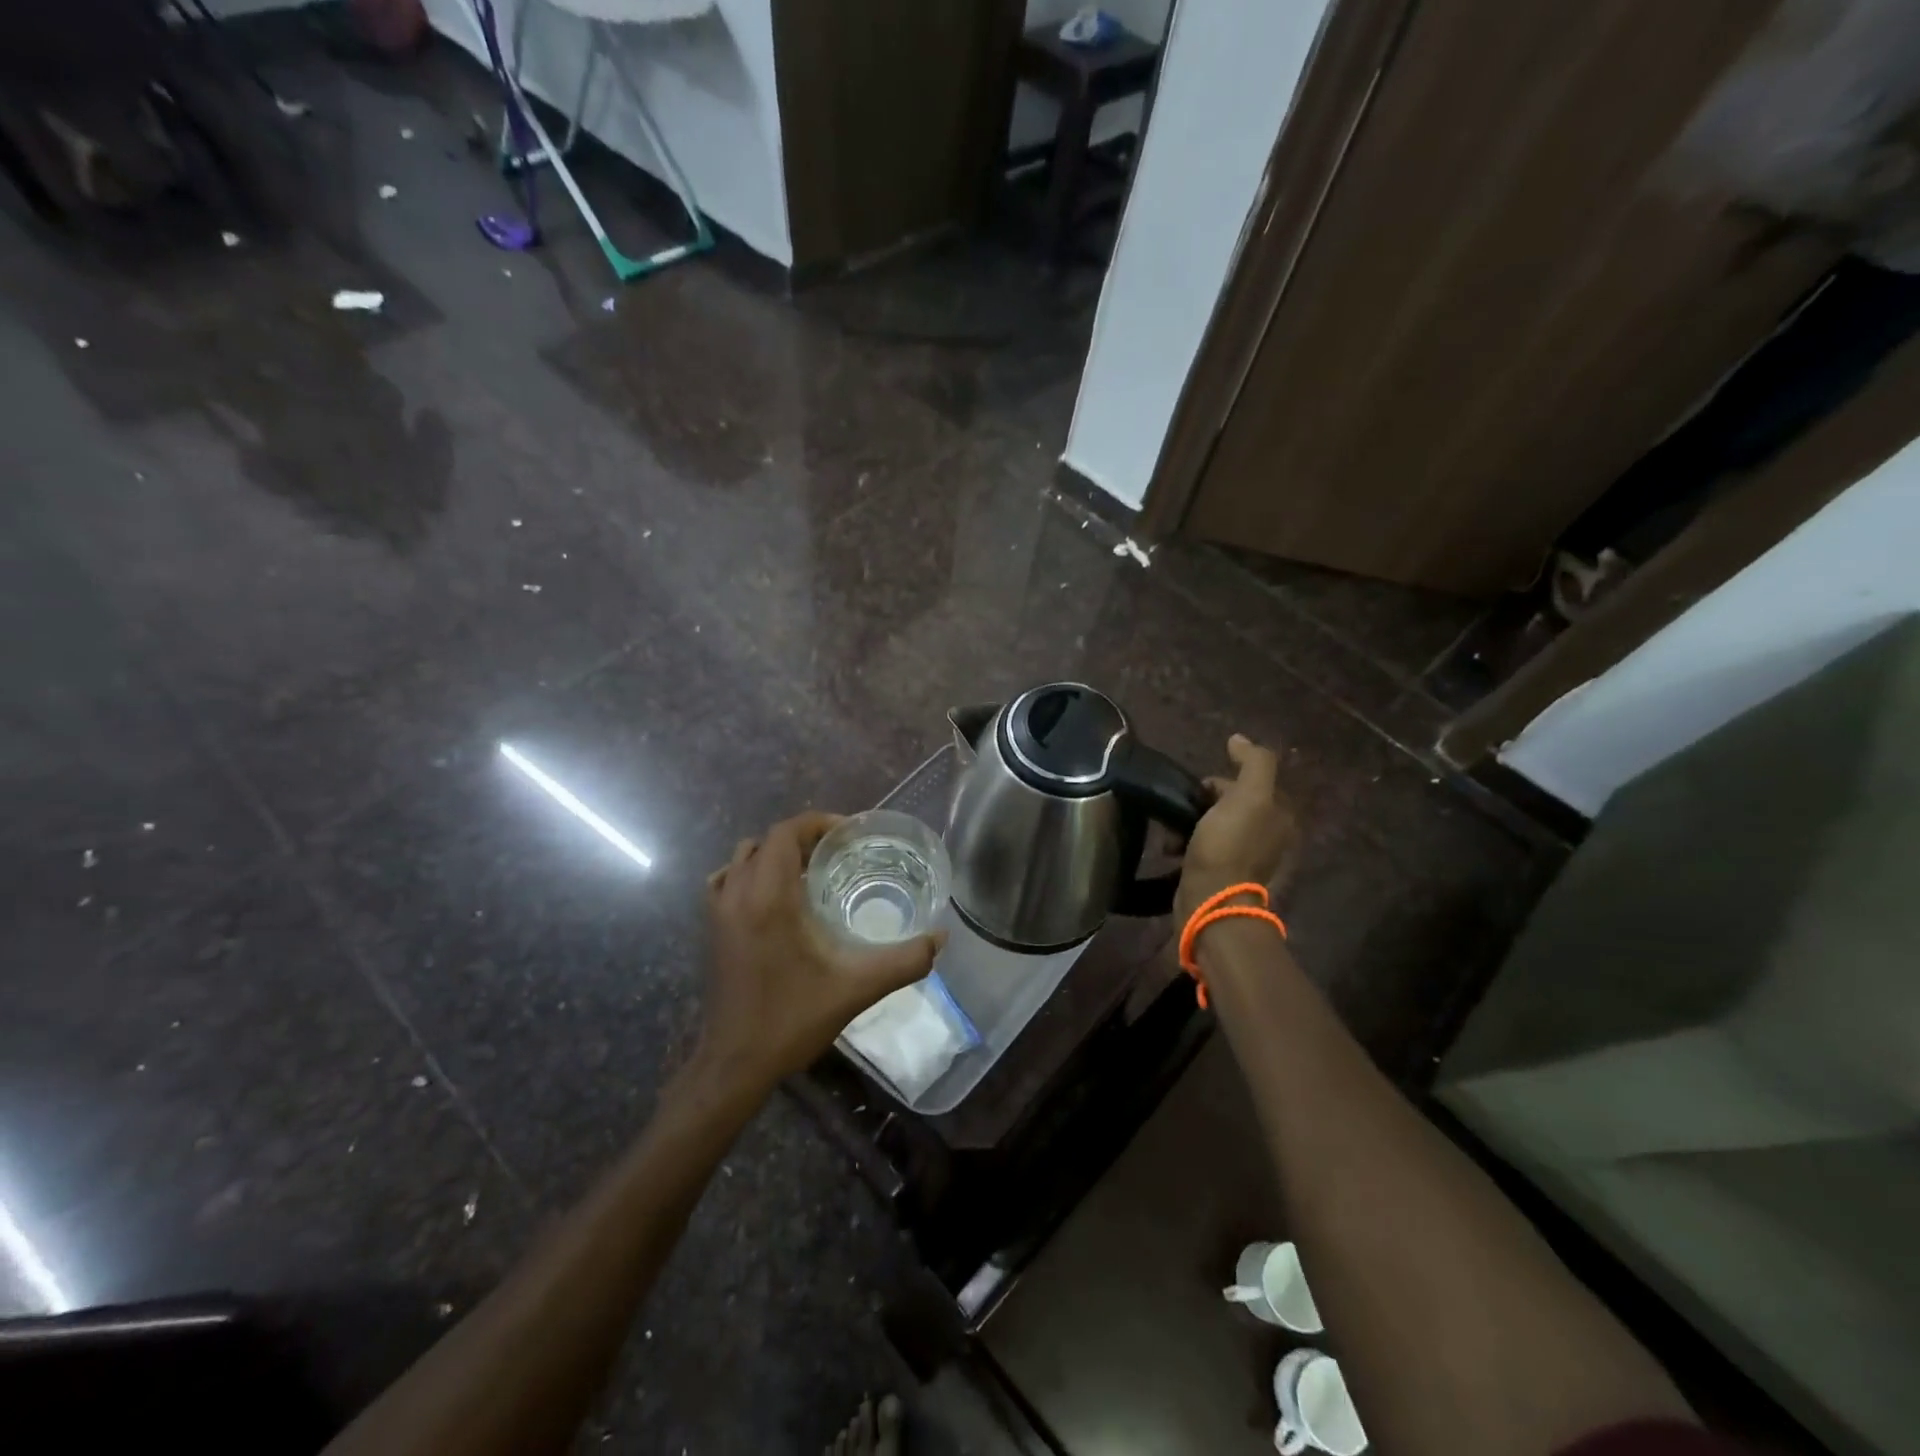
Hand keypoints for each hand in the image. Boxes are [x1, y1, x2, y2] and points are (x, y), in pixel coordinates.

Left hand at [696, 812, 944, 1093]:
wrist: (736, 1063)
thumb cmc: (793, 1019)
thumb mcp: (857, 988)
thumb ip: (904, 961)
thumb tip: (940, 937)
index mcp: (769, 898)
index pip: (786, 833)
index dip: (818, 823)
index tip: (851, 834)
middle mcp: (738, 894)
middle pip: (767, 840)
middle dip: (803, 837)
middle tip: (840, 852)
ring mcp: (718, 911)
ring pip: (743, 857)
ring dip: (776, 853)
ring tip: (811, 870)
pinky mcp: (711, 929)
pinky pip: (726, 880)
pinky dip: (749, 873)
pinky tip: (773, 895)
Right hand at [1174, 735, 1298, 922]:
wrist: (1211, 900)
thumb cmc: (1228, 846)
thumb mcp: (1248, 796)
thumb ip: (1253, 763)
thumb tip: (1239, 739)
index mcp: (1279, 817)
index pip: (1249, 784)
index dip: (1221, 782)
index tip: (1198, 790)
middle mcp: (1269, 837)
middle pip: (1229, 804)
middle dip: (1201, 803)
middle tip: (1181, 810)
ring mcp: (1246, 859)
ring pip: (1212, 825)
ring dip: (1188, 824)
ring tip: (1170, 834)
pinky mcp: (1223, 876)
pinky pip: (1202, 848)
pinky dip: (1185, 845)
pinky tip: (1171, 850)